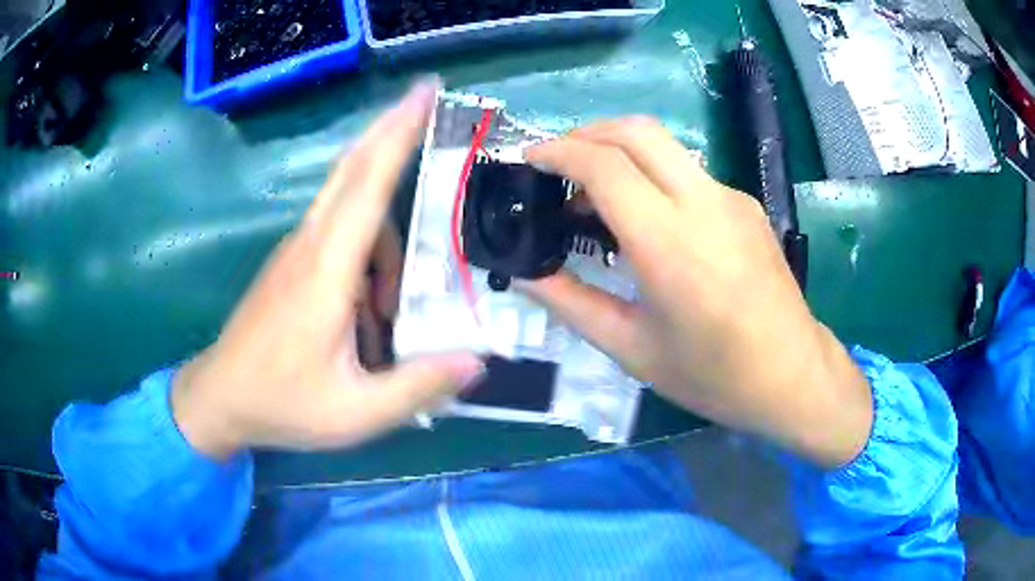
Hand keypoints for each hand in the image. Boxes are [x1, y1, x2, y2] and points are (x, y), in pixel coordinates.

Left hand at [171, 80, 483, 458]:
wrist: (220, 399)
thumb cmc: (281, 404)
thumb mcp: (355, 412)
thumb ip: (418, 386)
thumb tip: (479, 360)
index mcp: (325, 271)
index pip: (367, 183)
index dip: (399, 132)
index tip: (427, 90)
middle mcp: (310, 245)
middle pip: (354, 168)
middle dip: (394, 128)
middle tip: (433, 105)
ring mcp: (298, 251)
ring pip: (353, 208)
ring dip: (389, 236)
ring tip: (395, 312)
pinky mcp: (294, 265)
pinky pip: (341, 234)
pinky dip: (371, 256)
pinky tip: (374, 314)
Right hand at [522, 118, 871, 467]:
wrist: (793, 376)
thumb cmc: (713, 376)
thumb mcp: (633, 350)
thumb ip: (572, 304)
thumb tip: (526, 274)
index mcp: (670, 244)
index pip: (605, 166)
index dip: (559, 152)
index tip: (530, 159)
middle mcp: (704, 204)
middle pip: (637, 131)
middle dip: (586, 133)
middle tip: (557, 164)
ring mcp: (731, 199)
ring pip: (664, 145)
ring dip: (619, 151)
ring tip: (593, 195)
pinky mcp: (746, 205)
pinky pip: (688, 171)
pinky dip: (650, 174)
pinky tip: (644, 216)